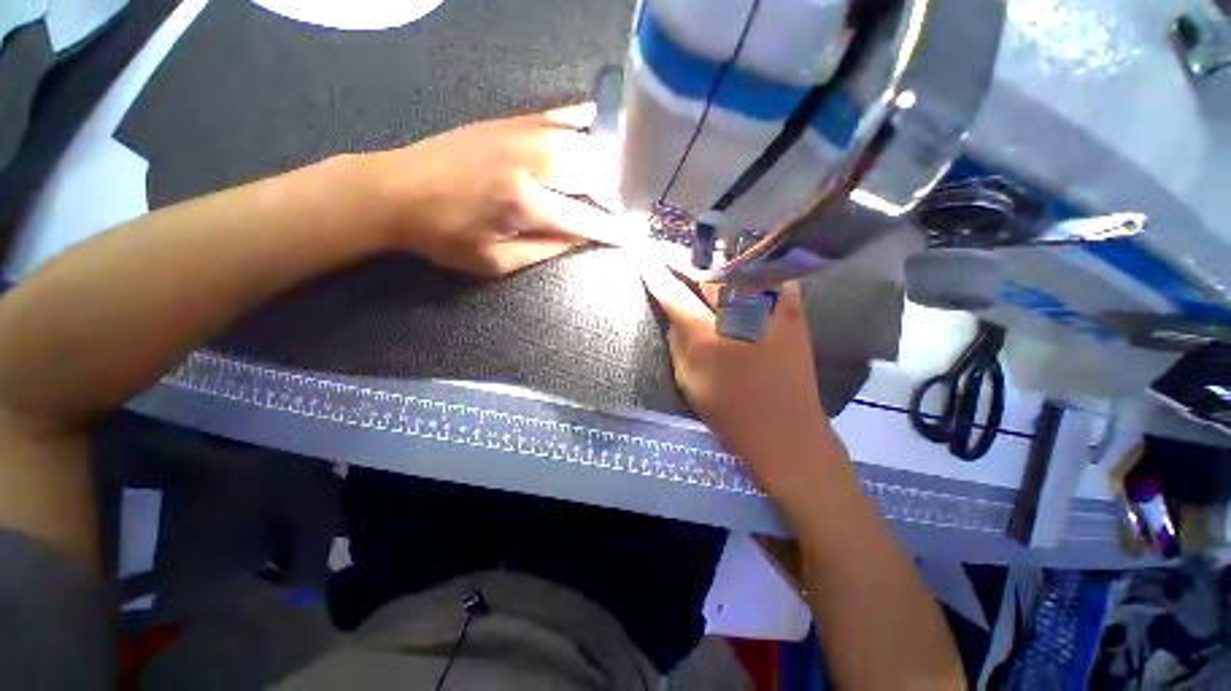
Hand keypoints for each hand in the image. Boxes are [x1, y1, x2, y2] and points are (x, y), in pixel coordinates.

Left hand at [367, 104, 620, 275]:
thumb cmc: (445, 237)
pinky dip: (579, 120)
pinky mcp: (508, 123)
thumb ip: (545, 250)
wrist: (395, 191)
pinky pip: (555, 115)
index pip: (583, 218)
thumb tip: (581, 238)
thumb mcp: (496, 261)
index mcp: (524, 203)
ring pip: (579, 143)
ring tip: (614, 179)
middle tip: (622, 208)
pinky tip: (595, 122)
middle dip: (612, 194)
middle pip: (589, 173)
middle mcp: (529, 162)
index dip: (610, 229)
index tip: (630, 236)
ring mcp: (519, 135)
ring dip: (602, 163)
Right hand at [641, 265, 838, 491]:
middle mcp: (738, 315)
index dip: (658, 277)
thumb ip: (678, 344)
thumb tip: (675, 318)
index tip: (646, 263)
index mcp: (707, 335)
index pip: (675, 296)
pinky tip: (747, 272)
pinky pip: (773, 280)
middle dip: (688, 265)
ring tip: (708, 265)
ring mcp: (770, 311)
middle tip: (675, 260)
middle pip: (708, 275)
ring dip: (720, 265)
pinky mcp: (793, 314)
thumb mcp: (688, 382)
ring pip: (741, 271)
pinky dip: (757, 273)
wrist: (785, 430)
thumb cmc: (729, 412)